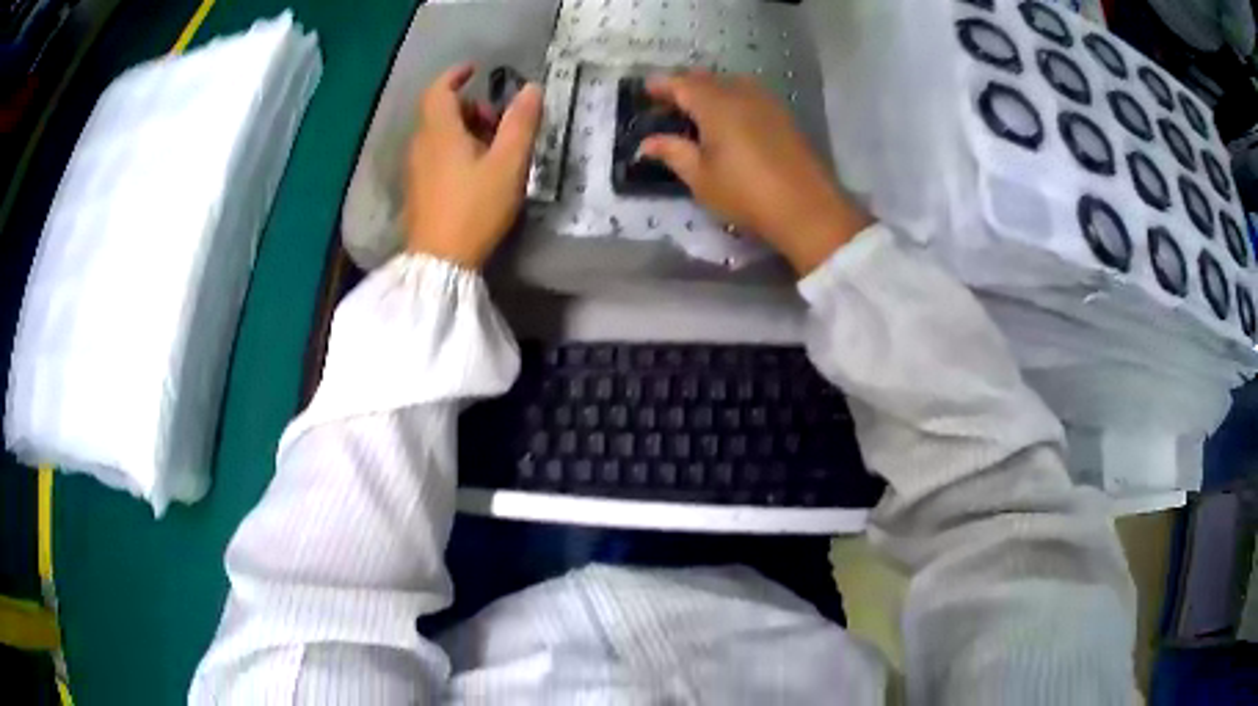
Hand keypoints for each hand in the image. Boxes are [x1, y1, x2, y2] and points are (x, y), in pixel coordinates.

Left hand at [404, 64, 542, 268]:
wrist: (440, 262)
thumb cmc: (475, 209)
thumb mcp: (508, 164)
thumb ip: (521, 124)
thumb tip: (530, 89)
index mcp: (439, 132)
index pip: (439, 90)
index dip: (455, 75)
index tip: (475, 70)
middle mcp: (421, 145)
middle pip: (441, 111)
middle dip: (470, 106)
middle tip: (499, 122)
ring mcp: (416, 169)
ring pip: (438, 134)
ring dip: (464, 129)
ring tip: (494, 149)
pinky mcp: (418, 190)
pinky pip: (435, 155)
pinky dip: (455, 149)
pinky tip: (476, 171)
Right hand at [640, 71, 871, 274]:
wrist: (807, 208)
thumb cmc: (746, 193)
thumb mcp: (701, 177)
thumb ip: (673, 153)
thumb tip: (647, 143)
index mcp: (715, 104)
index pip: (681, 84)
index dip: (661, 85)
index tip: (645, 91)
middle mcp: (741, 93)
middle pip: (707, 78)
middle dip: (684, 85)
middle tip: (668, 101)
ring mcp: (766, 102)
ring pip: (730, 82)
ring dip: (710, 89)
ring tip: (697, 108)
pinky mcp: (783, 115)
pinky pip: (749, 93)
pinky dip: (732, 97)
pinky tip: (729, 117)